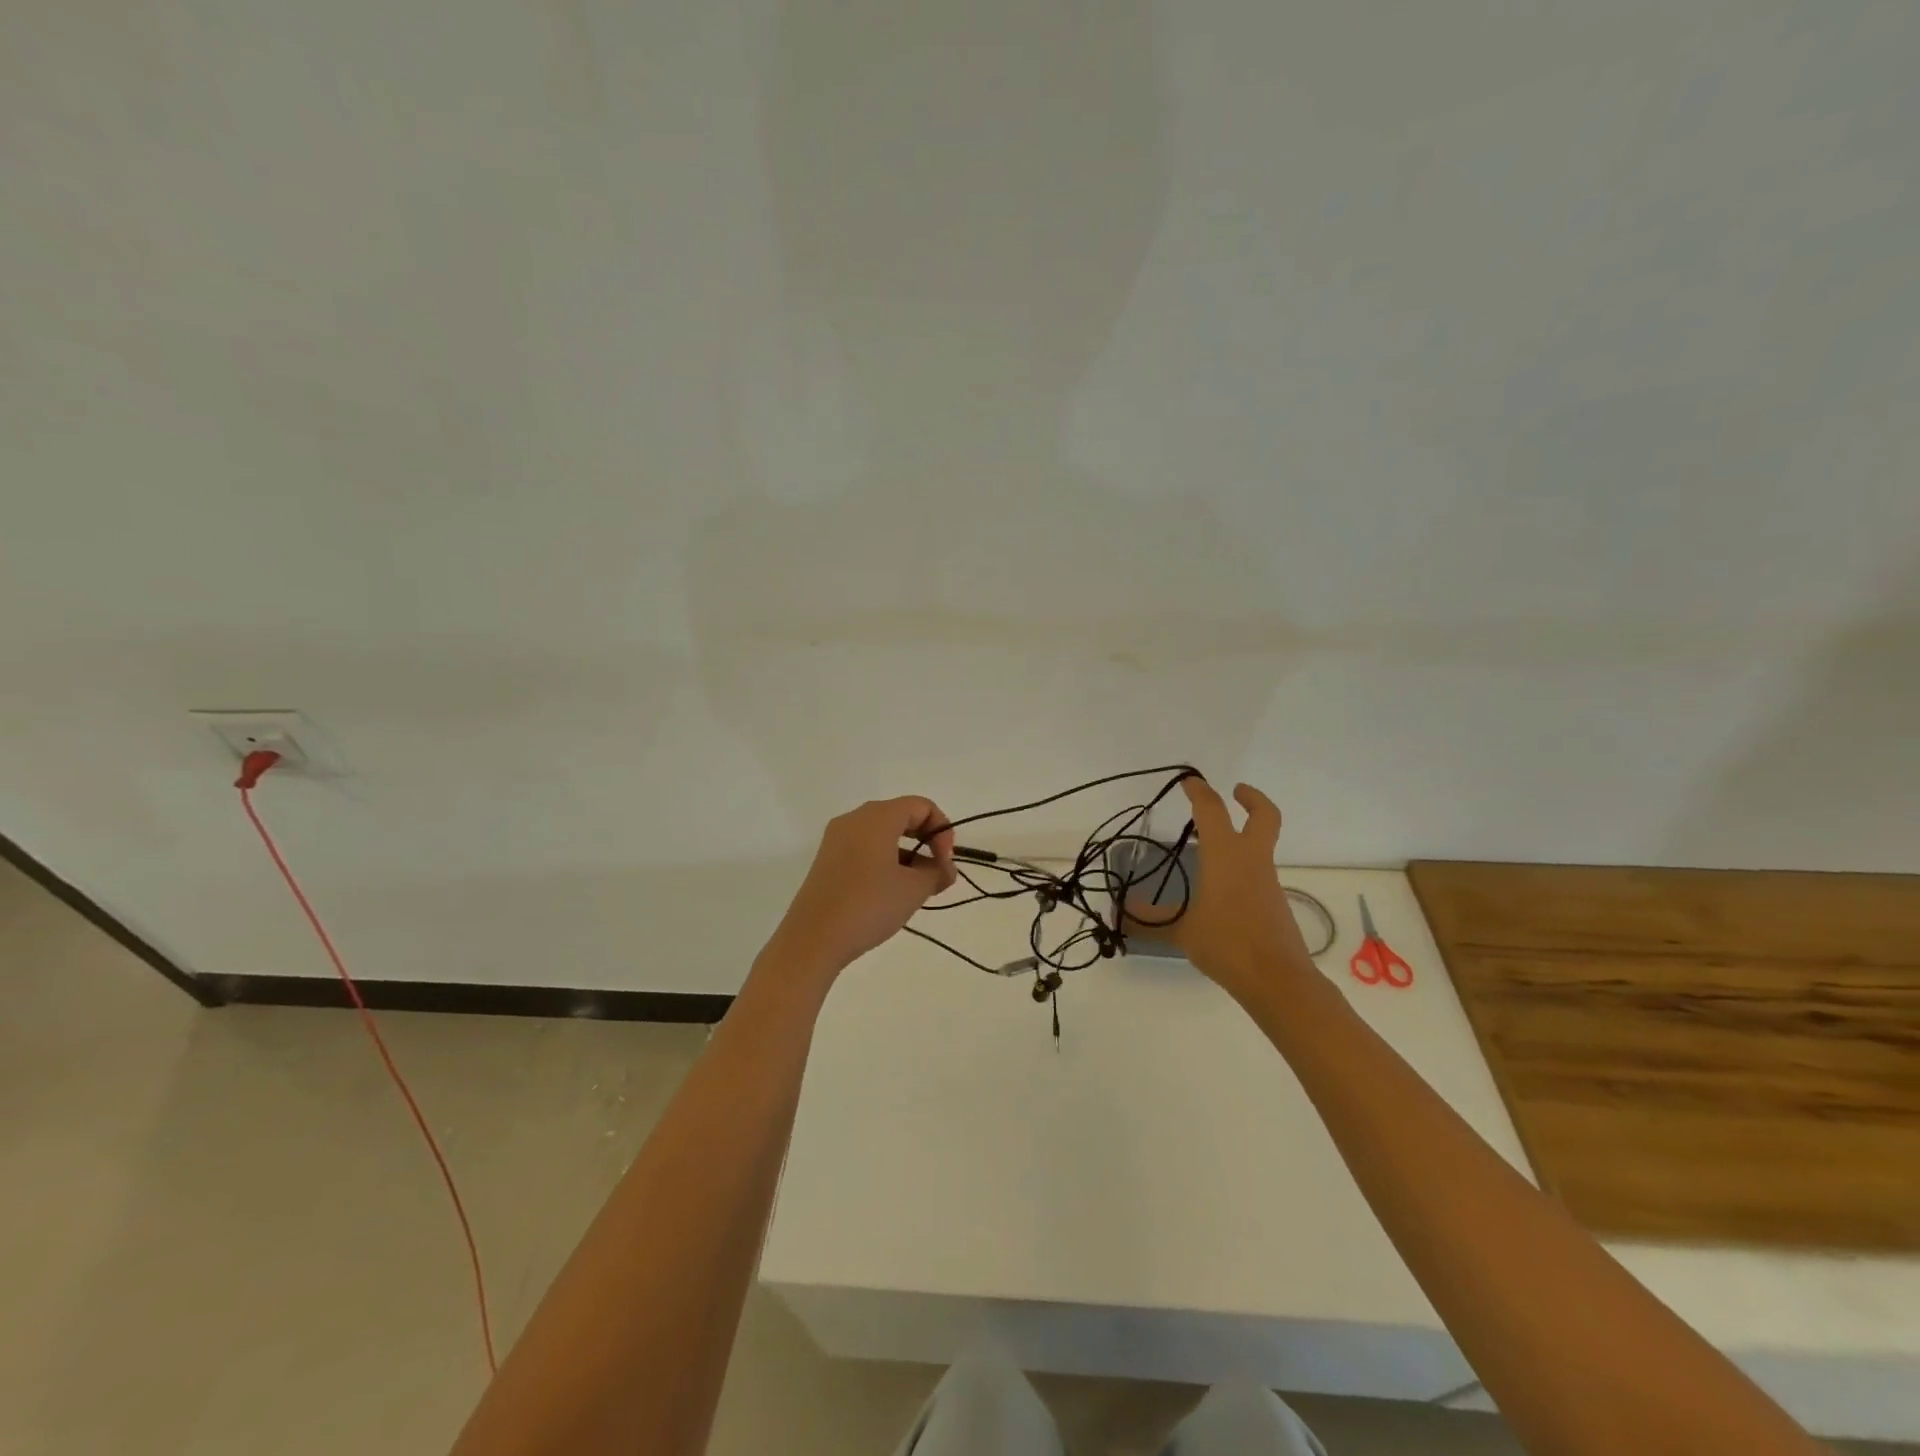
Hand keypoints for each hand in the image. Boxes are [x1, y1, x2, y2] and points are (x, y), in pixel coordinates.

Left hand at [762, 797, 957, 984]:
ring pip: (882, 833)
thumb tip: (945, 870)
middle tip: (936, 873)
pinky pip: (864, 847)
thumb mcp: (913, 890)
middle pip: (901, 815)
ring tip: (916, 889)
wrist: (812, 939)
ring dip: (906, 853)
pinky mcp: (827, 859)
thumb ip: (937, 873)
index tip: (945, 863)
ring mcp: (836, 838)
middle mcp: (854, 819)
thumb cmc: (869, 905)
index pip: (921, 806)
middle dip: (925, 841)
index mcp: (877, 817)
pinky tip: (890, 892)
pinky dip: (884, 860)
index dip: (942, 831)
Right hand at [1149, 777, 1313, 1002]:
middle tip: (1235, 791)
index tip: (1190, 781)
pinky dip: (1243, 868)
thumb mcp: (1182, 931)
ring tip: (1213, 849)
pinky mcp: (1275, 903)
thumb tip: (1119, 913)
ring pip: (1261, 845)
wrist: (1278, 980)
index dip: (1200, 792)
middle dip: (1251, 798)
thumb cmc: (1227, 944)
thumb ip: (1150, 920)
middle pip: (1263, 816)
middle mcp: (1251, 860)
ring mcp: (1267, 881)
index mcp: (1225, 855)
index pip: (1212, 811)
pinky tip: (1222, 890)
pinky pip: (1258, 873)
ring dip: (1244, 836)